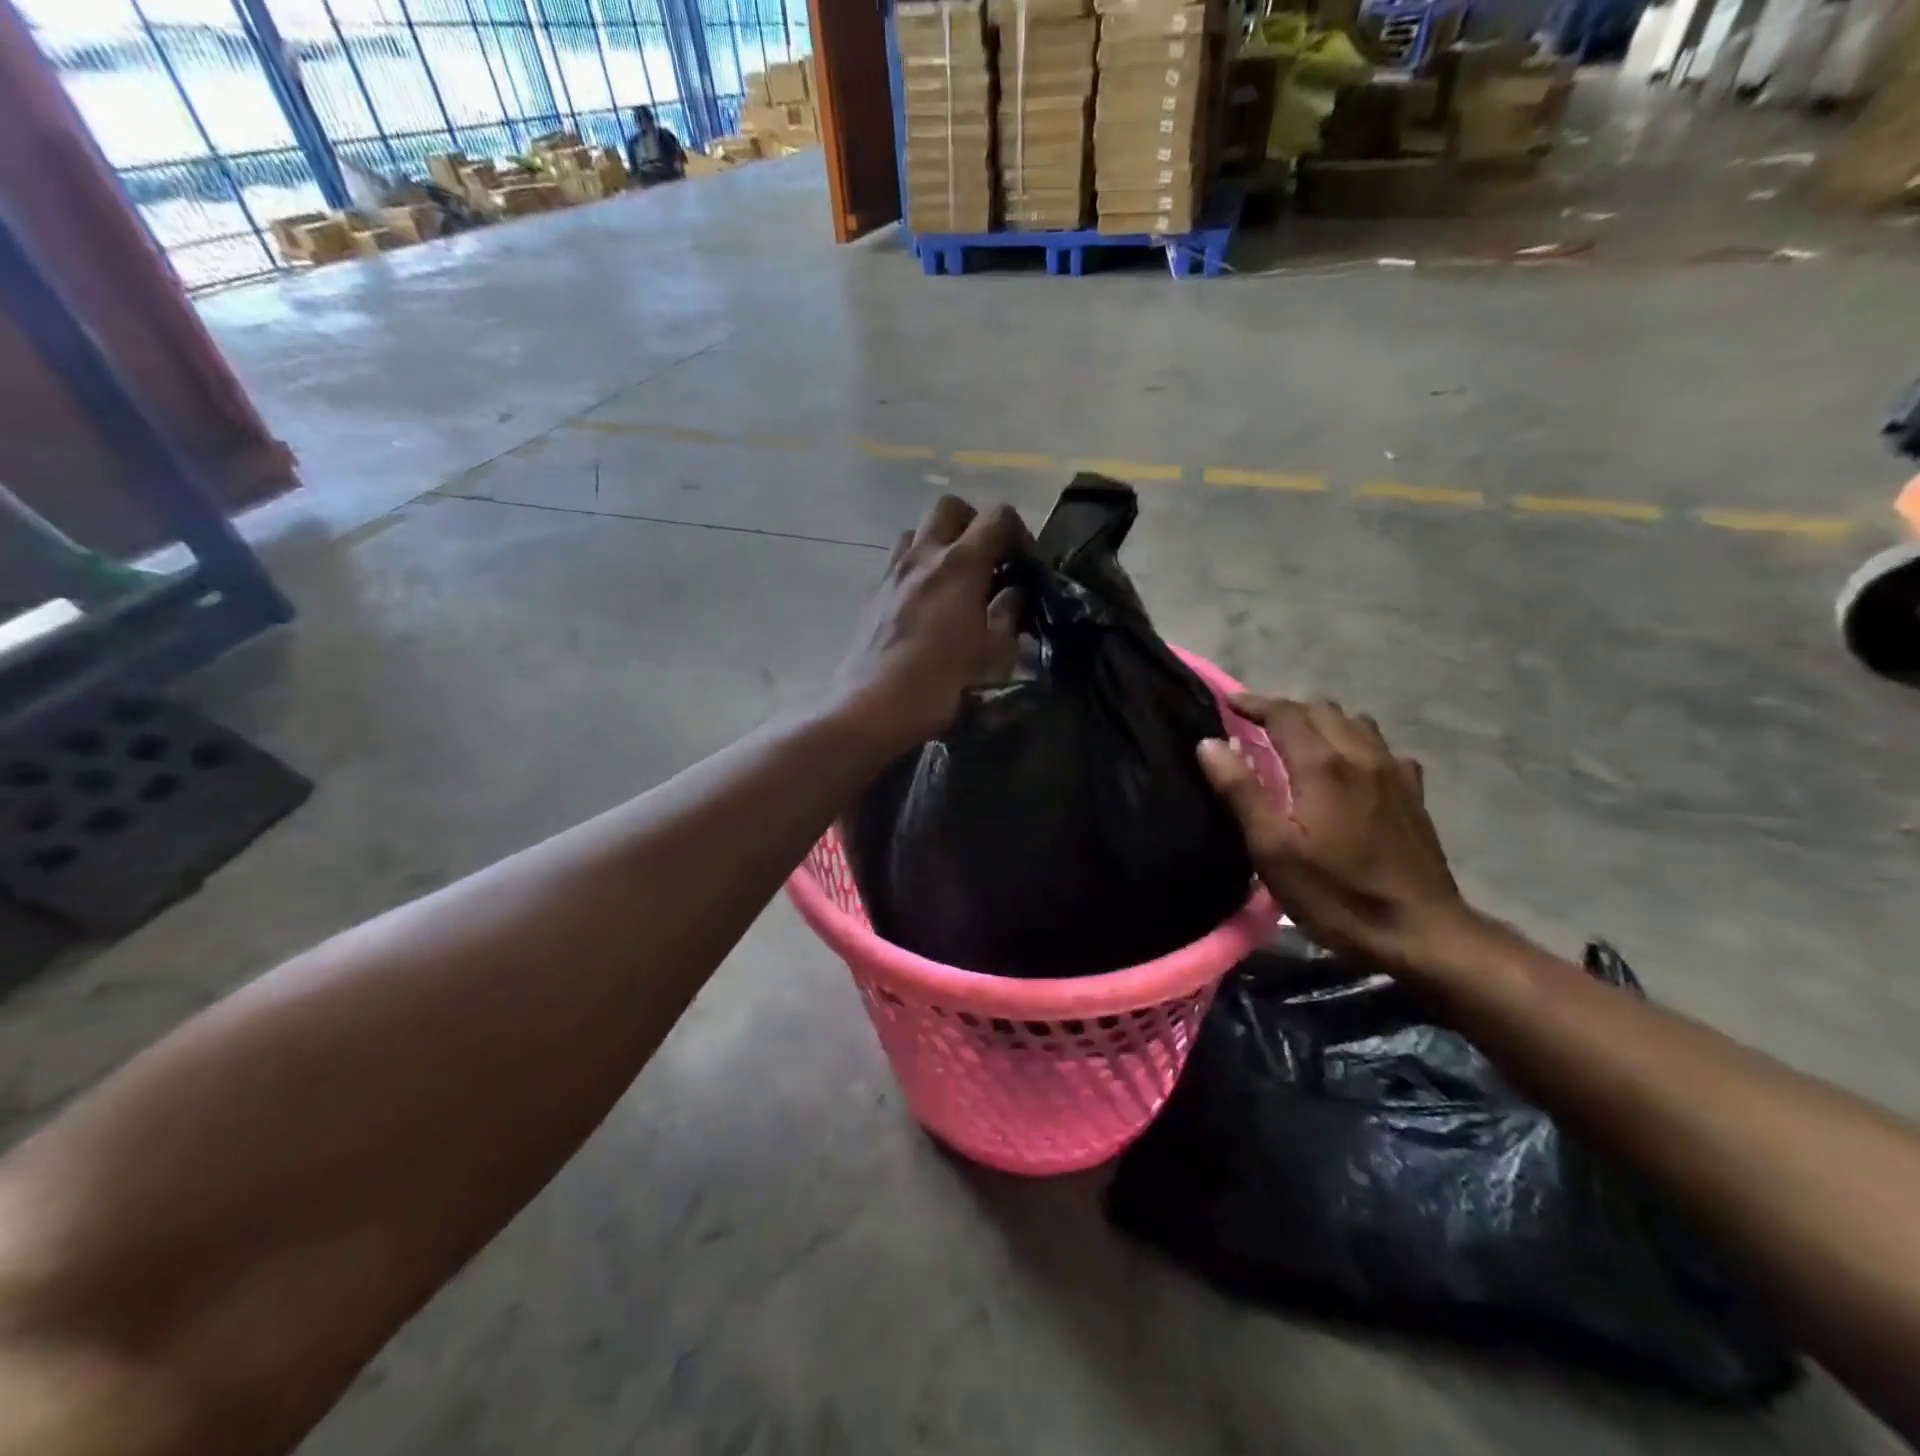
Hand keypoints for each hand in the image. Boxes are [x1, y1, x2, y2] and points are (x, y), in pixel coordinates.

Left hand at [832, 496, 1028, 751]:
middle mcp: (923, 555)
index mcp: (961, 564)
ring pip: (917, 531)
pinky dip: (917, 569)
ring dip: (940, 542)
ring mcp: (892, 572)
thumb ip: (1009, 614)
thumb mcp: (994, 654)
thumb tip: (1014, 593)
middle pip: (949, 508)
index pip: (997, 516)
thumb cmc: (943, 684)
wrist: (873, 708)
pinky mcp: (872, 594)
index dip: (1019, 533)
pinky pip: (897, 562)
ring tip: (954, 578)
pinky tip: (926, 604)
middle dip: (974, 523)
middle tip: (988, 560)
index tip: (1025, 565)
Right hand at [1197, 697, 1479, 975]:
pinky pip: (1381, 747)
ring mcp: (1394, 771)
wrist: (1420, 932)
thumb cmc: (1335, 894)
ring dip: (1321, 721)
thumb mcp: (1272, 850)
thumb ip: (1241, 791)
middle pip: (1321, 710)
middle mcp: (1361, 755)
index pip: (1285, 713)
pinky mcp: (1413, 792)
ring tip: (1297, 741)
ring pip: (1355, 722)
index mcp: (1323, 765)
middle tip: (1255, 726)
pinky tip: (1348, 767)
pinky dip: (1355, 742)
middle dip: (1285, 710)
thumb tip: (1210, 744)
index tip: (1228, 703)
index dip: (1254, 703)